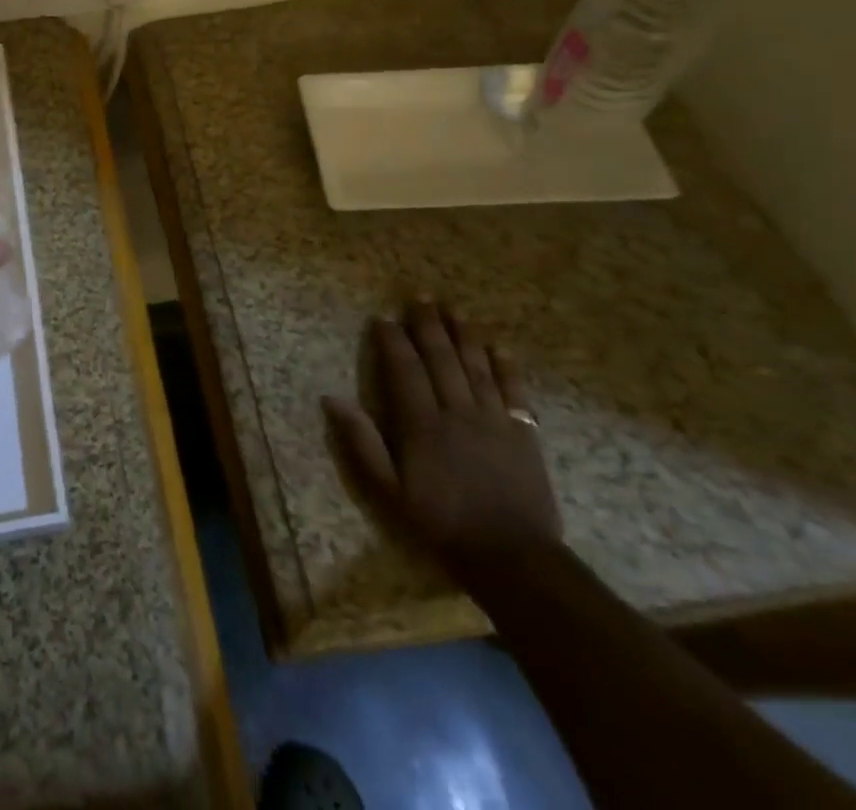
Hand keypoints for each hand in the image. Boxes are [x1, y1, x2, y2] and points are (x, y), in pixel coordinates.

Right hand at [324, 300, 561, 576]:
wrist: (512, 557)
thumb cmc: (441, 522)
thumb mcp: (388, 490)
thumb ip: (362, 442)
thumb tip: (332, 399)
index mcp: (422, 424)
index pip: (405, 369)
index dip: (393, 341)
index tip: (383, 318)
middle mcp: (457, 412)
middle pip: (442, 358)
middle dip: (429, 325)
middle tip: (421, 297)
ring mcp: (494, 421)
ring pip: (477, 366)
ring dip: (464, 334)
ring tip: (455, 309)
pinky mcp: (523, 434)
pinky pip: (514, 391)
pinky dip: (506, 366)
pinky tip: (498, 346)